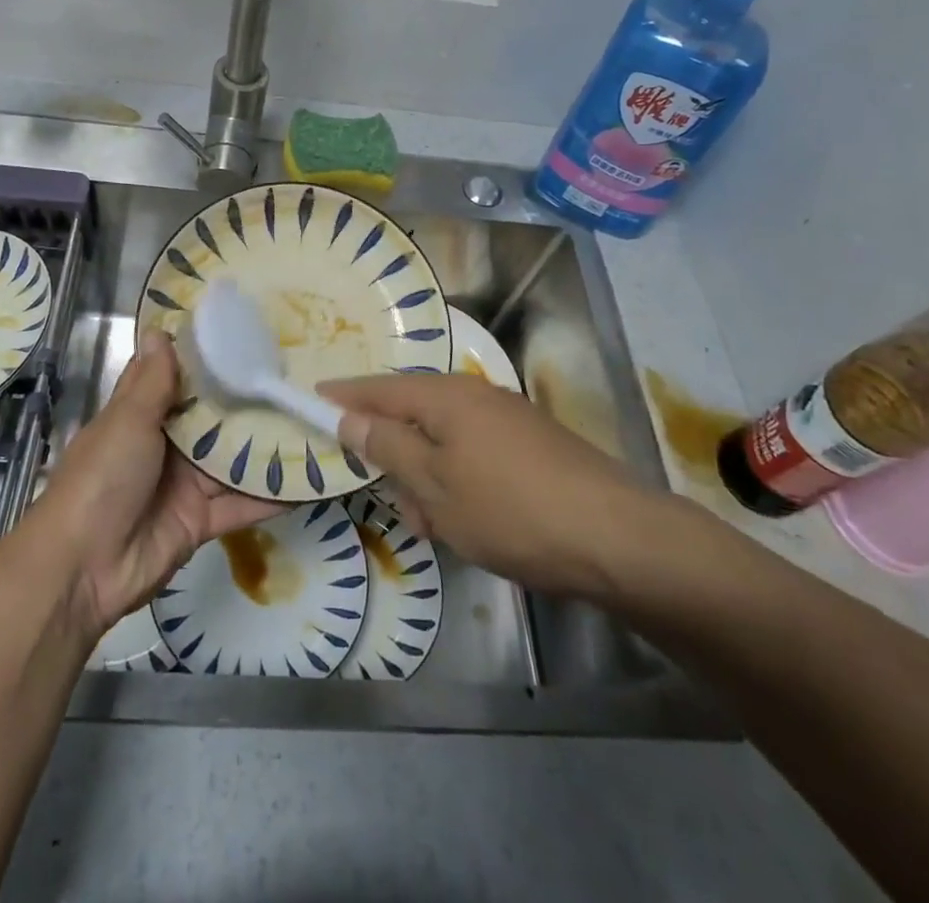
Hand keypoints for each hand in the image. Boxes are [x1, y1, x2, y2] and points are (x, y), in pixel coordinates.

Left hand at [22, 329, 283, 640]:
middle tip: (296, 374)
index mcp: (140, 416)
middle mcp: (166, 446)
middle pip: (213, 419)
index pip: (177, 379)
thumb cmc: (101, 479)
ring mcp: (185, 485)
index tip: (245, 333)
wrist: (82, 570)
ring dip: (267, 446)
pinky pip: (242, 504)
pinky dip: (272, 496)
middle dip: (248, 401)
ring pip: (233, 460)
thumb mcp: (126, 422)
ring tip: (313, 420)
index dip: (207, 359)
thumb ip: (151, 381)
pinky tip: (310, 479)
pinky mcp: (202, 521)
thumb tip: (159, 329)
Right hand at [319, 372, 665, 598]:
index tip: (311, 398)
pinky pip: (474, 455)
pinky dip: (459, 483)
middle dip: (393, 454)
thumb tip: (350, 416)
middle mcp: (475, 395)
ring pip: (444, 442)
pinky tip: (470, 523)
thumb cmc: (510, 510)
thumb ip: (387, 446)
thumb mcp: (434, 485)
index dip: (343, 396)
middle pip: (412, 414)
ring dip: (428, 478)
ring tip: (435, 527)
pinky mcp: (532, 447)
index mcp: (445, 396)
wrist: (617, 539)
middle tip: (392, 501)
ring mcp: (507, 419)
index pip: (377, 389)